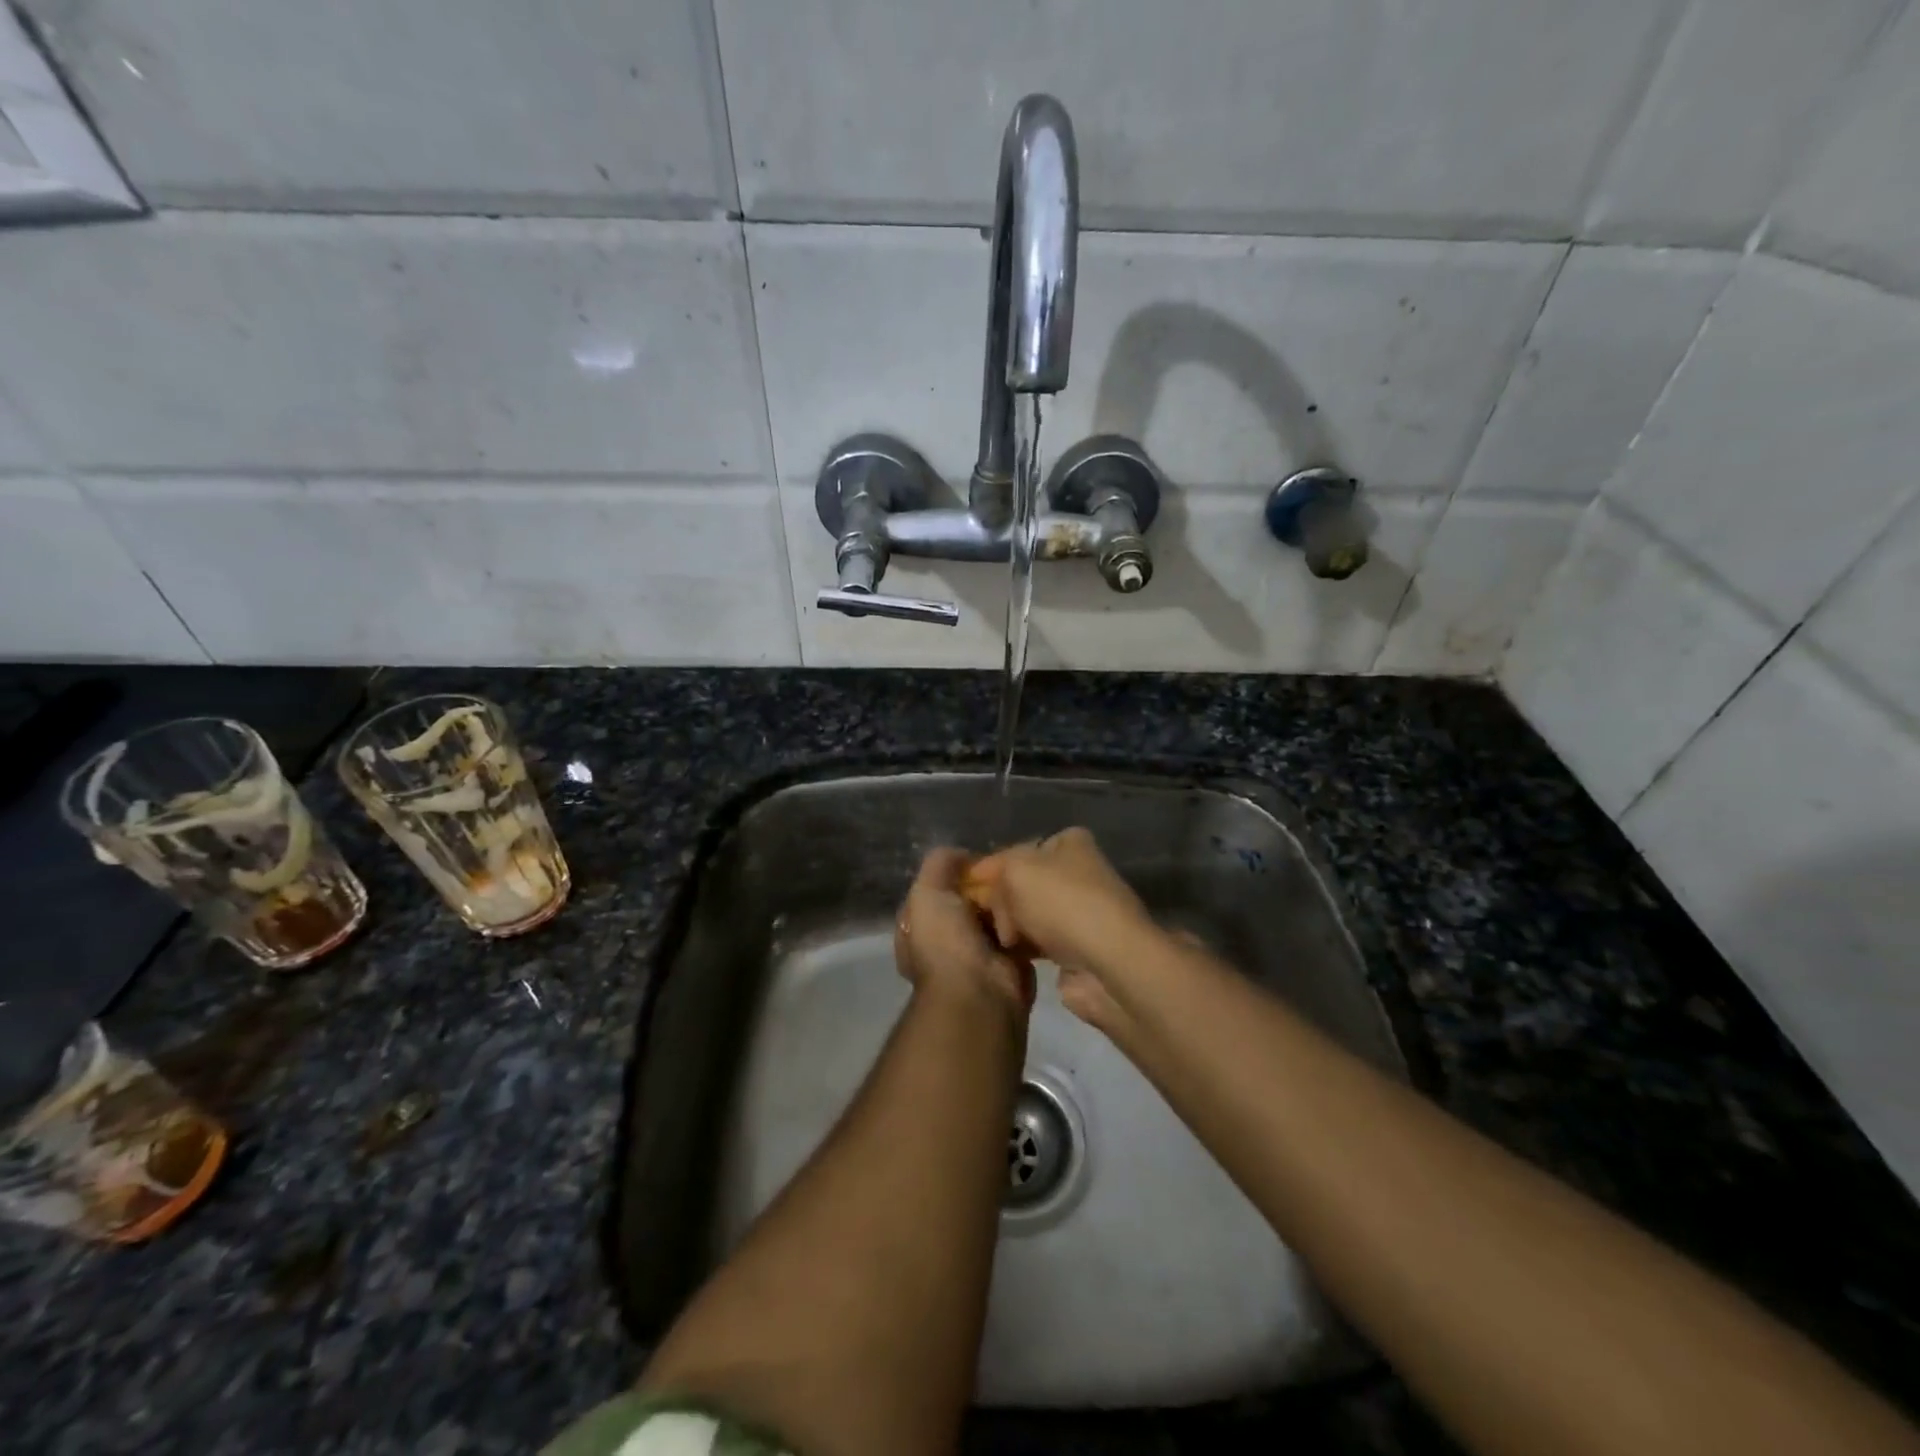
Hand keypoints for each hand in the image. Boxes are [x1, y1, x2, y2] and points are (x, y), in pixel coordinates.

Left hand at [894, 848, 1034, 1015]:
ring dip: (1008, 903)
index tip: (978, 860)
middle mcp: (945, 942)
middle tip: (1008, 869)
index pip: (937, 890)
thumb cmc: (945, 942)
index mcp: (919, 928)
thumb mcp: (927, 892)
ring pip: (996, 916)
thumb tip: (962, 855)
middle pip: (969, 901)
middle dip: (986, 887)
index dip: (955, 873)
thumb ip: (939, 865)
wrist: (979, 993)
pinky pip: (1019, 934)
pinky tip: (1037, 905)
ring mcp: (978, 955)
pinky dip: (1026, 922)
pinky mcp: (1010, 965)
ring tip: (1026, 882)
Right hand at [963, 829, 1159, 1031]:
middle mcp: (1078, 873)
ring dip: (1010, 926)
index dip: (989, 867)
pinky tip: (1007, 956)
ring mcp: (1080, 912)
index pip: (1019, 849)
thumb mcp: (1016, 869)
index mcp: (1070, 843)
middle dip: (999, 900)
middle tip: (983, 918)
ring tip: (996, 940)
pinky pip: (1037, 943)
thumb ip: (994, 870)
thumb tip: (988, 890)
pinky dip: (1022, 948)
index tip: (964, 887)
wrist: (1107, 962)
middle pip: (1022, 883)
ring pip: (1028, 914)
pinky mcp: (1078, 948)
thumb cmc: (1062, 902)